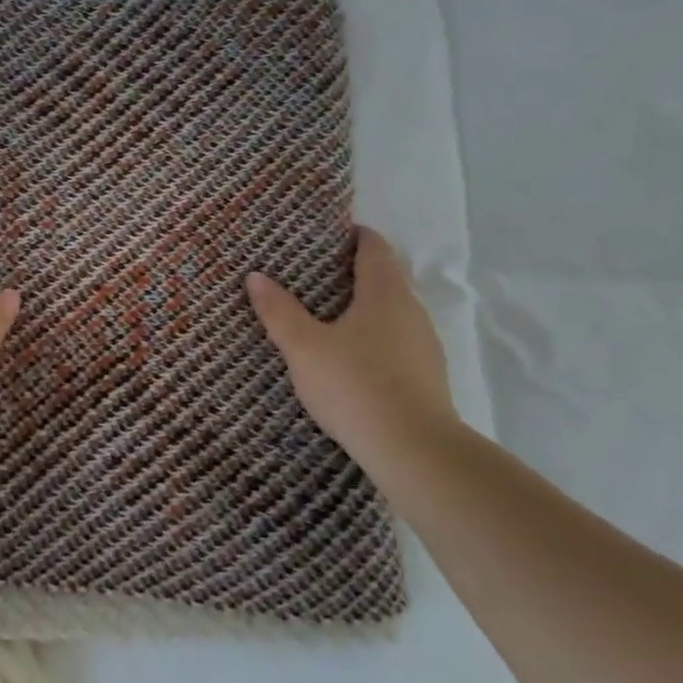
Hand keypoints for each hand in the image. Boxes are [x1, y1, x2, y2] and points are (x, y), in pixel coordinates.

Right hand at [246, 227, 458, 464]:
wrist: (413, 450)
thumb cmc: (355, 385)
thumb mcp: (304, 347)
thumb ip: (279, 311)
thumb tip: (256, 276)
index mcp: (385, 293)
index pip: (375, 248)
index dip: (354, 235)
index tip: (328, 232)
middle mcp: (411, 311)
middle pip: (385, 278)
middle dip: (354, 272)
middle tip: (313, 274)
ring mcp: (423, 346)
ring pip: (391, 313)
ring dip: (363, 308)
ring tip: (325, 316)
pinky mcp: (425, 377)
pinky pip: (395, 342)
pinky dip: (373, 338)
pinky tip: (349, 358)